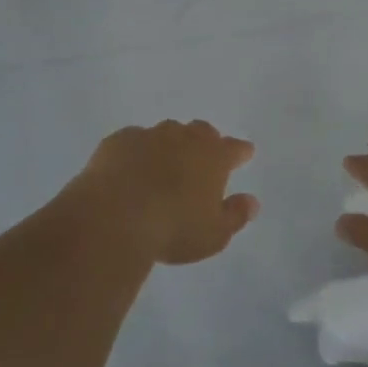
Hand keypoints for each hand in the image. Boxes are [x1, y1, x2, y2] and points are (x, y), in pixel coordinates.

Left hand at [71, 120, 259, 265]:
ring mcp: (150, 135)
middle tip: (203, 158)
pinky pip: (133, 140)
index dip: (240, 151)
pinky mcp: (119, 140)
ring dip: (170, 144)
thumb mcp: (214, 235)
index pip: (234, 148)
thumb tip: (252, 202)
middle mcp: (184, 138)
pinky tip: (130, 167)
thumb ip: (235, 215)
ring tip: (164, 163)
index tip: (245, 153)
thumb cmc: (173, 228)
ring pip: (167, 132)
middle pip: (201, 131)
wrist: (115, 215)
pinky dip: (137, 151)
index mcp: (213, 157)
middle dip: (205, 142)